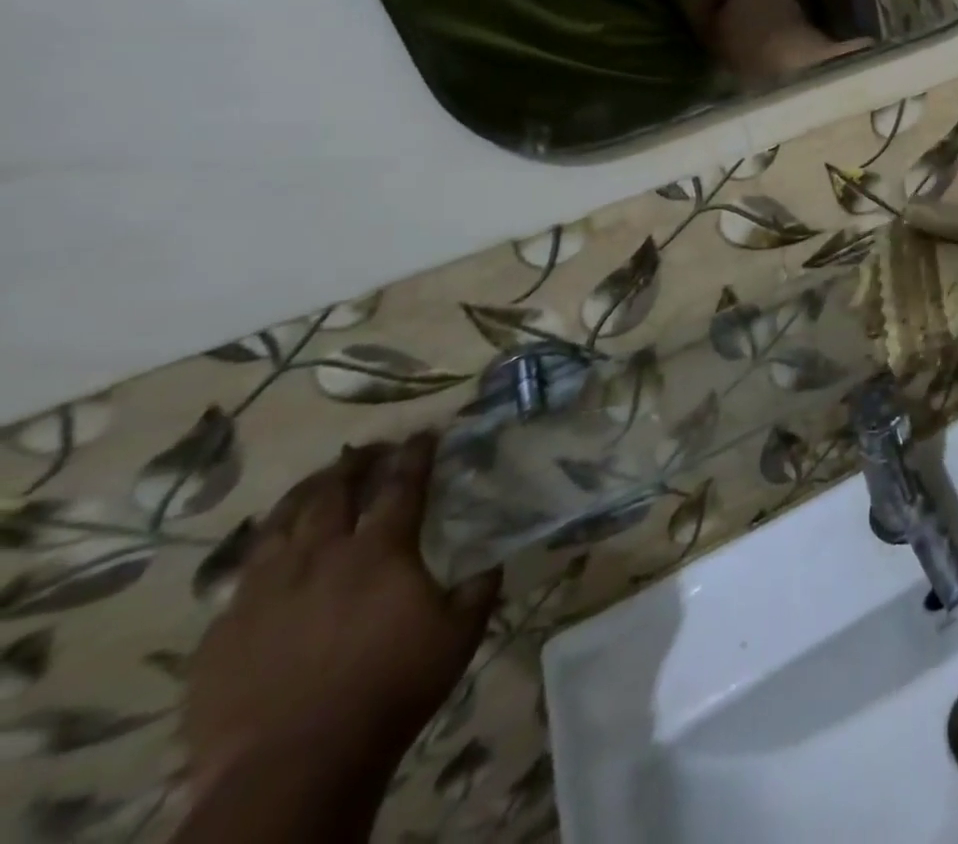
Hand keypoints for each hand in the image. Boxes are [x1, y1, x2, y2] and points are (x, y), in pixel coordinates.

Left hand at [185, 434, 499, 801]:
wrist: (291, 767)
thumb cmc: (390, 689)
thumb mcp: (459, 635)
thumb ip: (479, 590)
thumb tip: (492, 562)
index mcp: (380, 551)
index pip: (402, 484)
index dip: (416, 454)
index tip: (425, 432)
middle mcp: (319, 557)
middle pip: (332, 492)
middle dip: (354, 463)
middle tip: (368, 448)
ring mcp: (263, 593)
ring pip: (279, 525)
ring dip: (304, 495)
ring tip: (317, 482)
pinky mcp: (222, 633)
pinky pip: (242, 577)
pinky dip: (264, 553)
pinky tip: (271, 558)